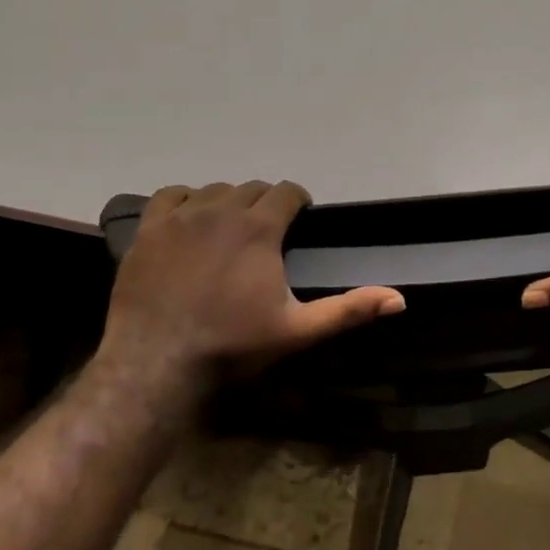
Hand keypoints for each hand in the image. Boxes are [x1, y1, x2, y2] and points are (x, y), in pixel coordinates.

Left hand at [97, 181, 403, 394]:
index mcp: (259, 228)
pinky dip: (186, 202)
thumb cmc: (232, 345)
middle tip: (267, 234)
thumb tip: (400, 299)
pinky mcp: (150, 229)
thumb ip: (348, 310)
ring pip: (214, 190)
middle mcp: (221, 210)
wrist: (157, 361)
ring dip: (228, 202)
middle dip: (265, 204)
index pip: (287, 191)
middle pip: (252, 188)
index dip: (298, 202)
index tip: (300, 220)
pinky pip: (171, 195)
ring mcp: (181, 217)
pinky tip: (189, 222)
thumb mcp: (298, 330)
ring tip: (230, 229)